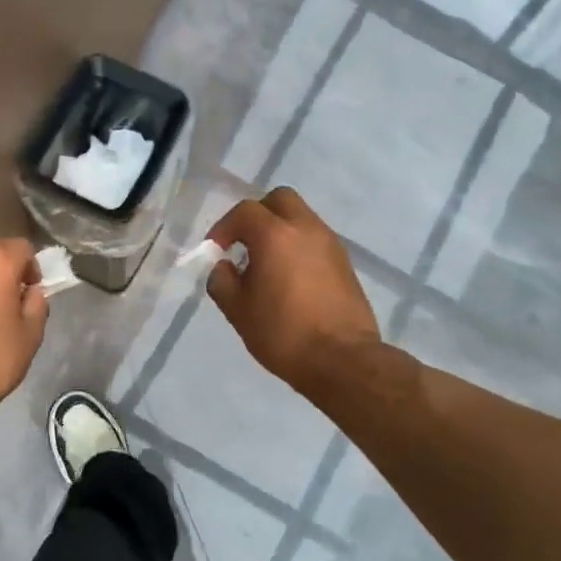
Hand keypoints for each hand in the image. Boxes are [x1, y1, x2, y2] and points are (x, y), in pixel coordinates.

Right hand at [207, 189, 380, 398]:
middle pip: (280, 200)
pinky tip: (290, 279)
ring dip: (280, 231)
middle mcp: (306, 229)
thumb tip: (224, 267)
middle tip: (244, 243)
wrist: (342, 360)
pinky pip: (315, 240)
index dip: (224, 226)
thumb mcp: (238, 310)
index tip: (215, 249)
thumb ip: (222, 281)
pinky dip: (298, 247)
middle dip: (257, 215)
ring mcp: (330, 244)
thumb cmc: (283, 332)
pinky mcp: (345, 263)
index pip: (245, 211)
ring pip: (301, 218)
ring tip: (266, 265)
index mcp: (275, 235)